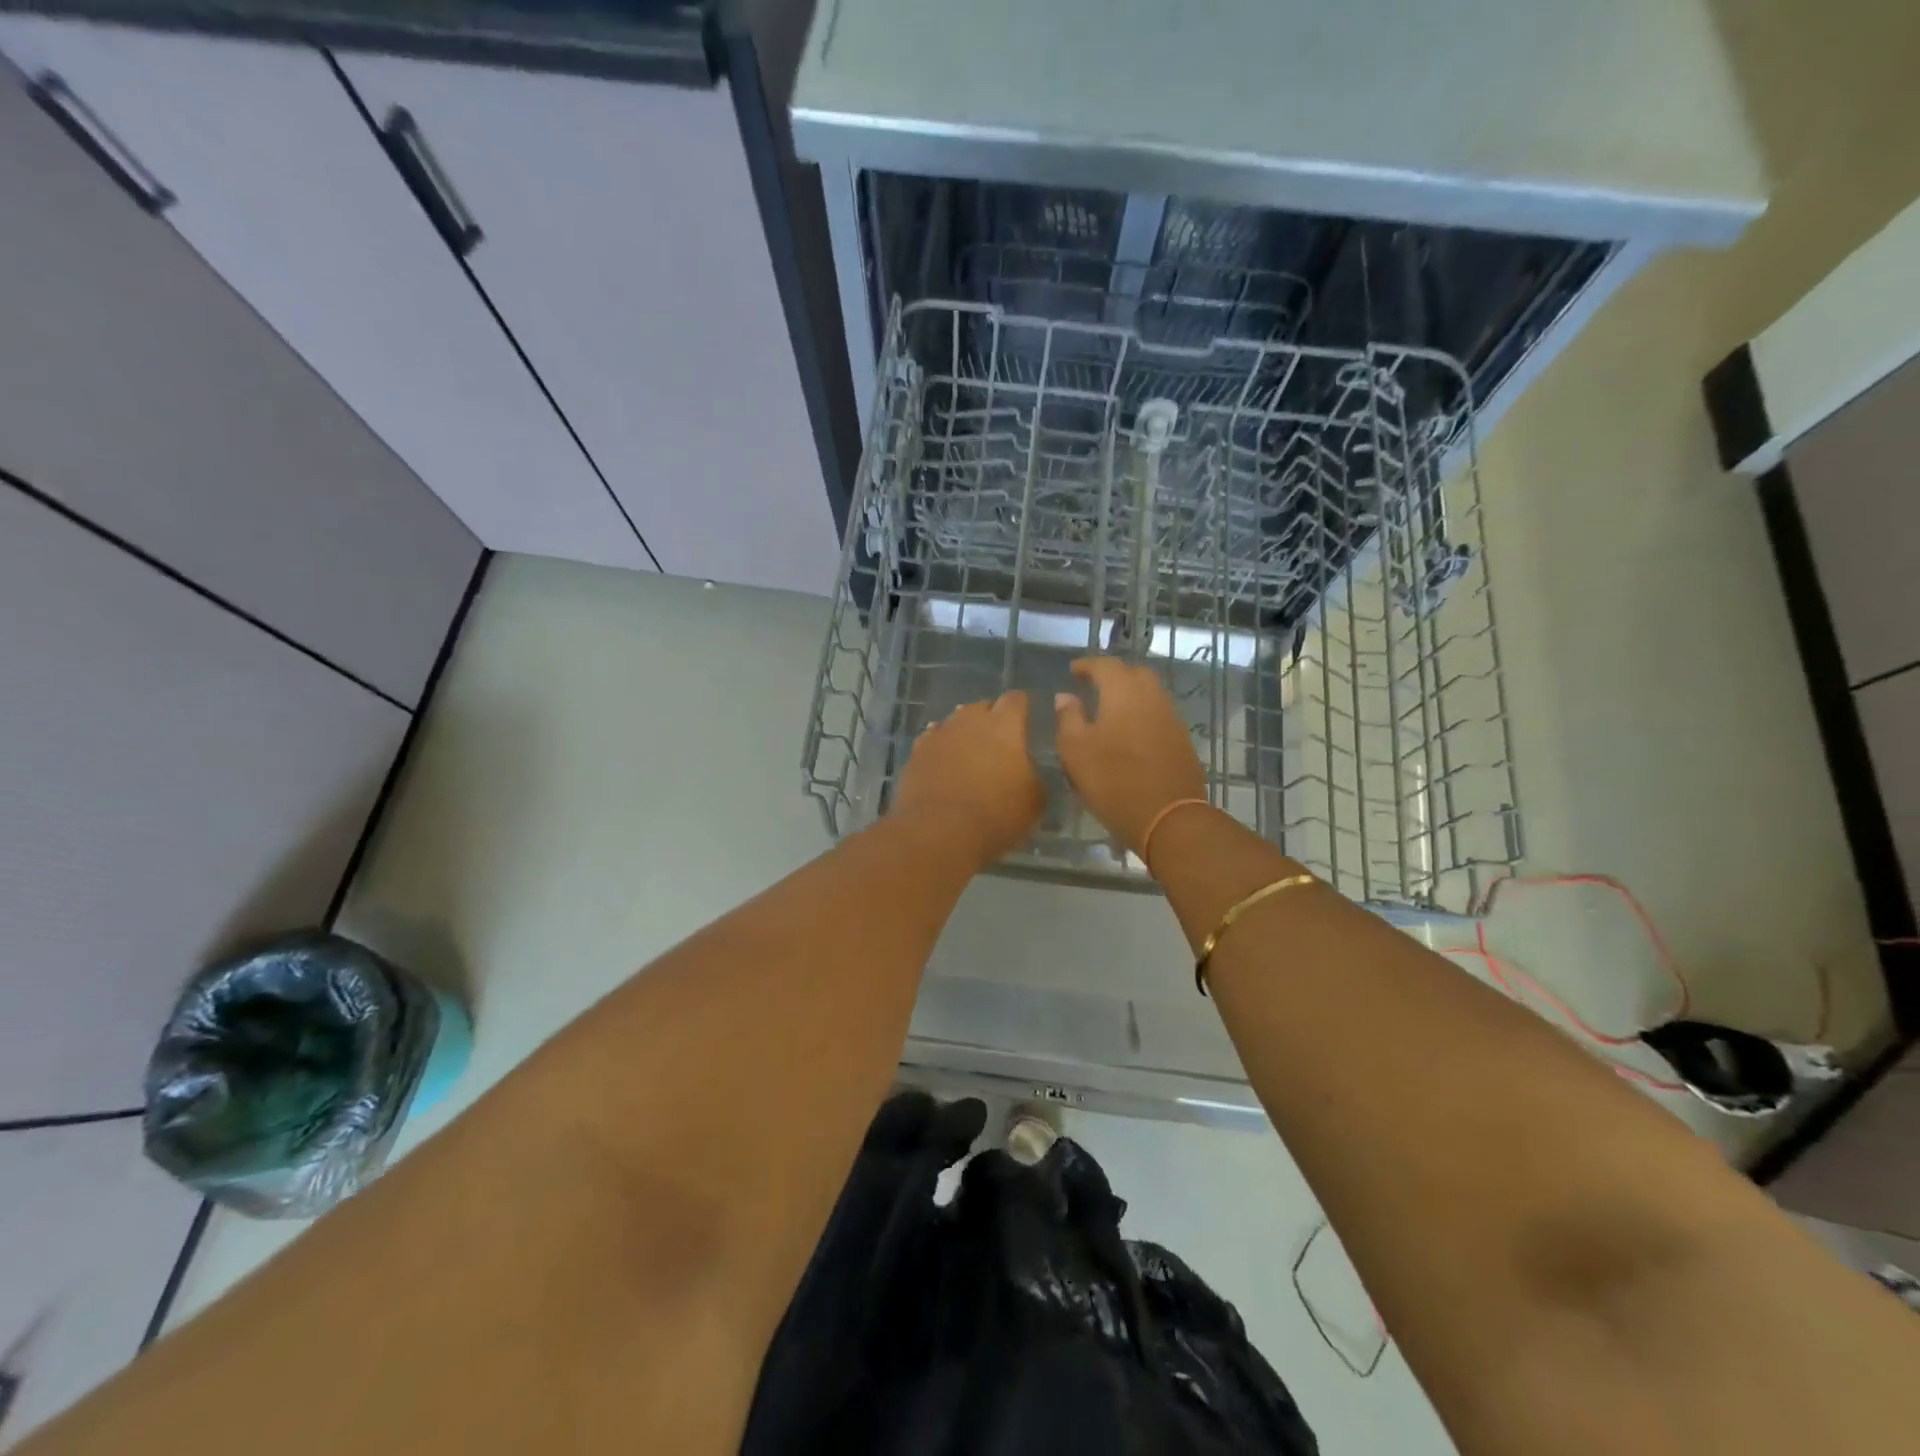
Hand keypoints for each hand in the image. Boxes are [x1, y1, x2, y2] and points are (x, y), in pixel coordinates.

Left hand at [891, 692, 1045, 868]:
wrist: (938, 832)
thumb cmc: (995, 814)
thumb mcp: (1034, 800)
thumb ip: (1034, 775)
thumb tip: (1027, 770)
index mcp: (1003, 725)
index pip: (1015, 699)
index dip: (1022, 708)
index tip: (1026, 721)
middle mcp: (969, 720)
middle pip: (982, 707)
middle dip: (991, 719)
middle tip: (999, 744)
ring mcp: (938, 734)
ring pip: (955, 722)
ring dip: (964, 733)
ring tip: (970, 754)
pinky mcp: (916, 753)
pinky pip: (932, 741)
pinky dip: (941, 748)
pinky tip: (944, 763)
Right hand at [1054, 657, 1206, 854]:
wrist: (1168, 817)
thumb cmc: (1113, 780)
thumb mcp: (1075, 750)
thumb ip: (1068, 718)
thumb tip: (1065, 696)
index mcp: (1123, 692)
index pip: (1105, 665)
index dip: (1087, 665)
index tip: (1073, 671)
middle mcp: (1152, 697)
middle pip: (1134, 673)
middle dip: (1113, 675)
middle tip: (1093, 686)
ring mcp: (1171, 718)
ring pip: (1150, 694)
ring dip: (1130, 694)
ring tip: (1109, 709)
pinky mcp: (1181, 740)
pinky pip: (1158, 714)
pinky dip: (1142, 714)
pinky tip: (1129, 732)